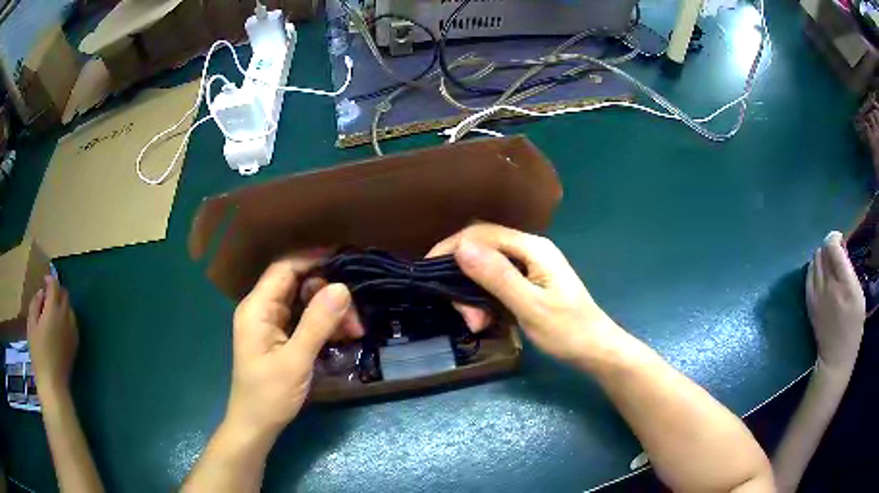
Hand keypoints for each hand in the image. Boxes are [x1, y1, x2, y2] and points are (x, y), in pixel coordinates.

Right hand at [27, 276, 78, 390]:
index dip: (50, 280)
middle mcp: (66, 317)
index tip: (44, 280)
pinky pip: (72, 323)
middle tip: (47, 297)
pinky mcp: (76, 343)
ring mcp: (73, 331)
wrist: (53, 383)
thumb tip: (41, 293)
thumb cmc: (38, 353)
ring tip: (51, 312)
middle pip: (65, 295)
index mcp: (54, 310)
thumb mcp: (31, 325)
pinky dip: (66, 318)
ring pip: (70, 309)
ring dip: (62, 305)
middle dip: (57, 291)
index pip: (55, 286)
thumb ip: (35, 304)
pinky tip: (58, 326)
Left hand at [225, 253, 352, 438]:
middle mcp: (262, 309)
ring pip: (305, 301)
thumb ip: (317, 323)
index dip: (313, 258)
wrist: (256, 425)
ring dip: (330, 311)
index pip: (284, 268)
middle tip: (355, 315)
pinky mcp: (280, 336)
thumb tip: (342, 287)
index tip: (345, 258)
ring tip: (354, 331)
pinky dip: (324, 324)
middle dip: (328, 293)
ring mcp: (271, 323)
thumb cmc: (269, 395)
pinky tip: (343, 336)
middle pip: (298, 283)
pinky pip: (305, 319)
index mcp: (257, 308)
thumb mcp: (295, 361)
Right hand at [428, 223, 622, 363]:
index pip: (482, 233)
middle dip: (465, 280)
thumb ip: (497, 276)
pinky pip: (498, 283)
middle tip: (468, 319)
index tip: (428, 270)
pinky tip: (487, 320)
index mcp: (533, 248)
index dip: (452, 247)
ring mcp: (531, 266)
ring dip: (474, 295)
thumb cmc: (567, 331)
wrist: (596, 349)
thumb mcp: (529, 306)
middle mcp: (530, 250)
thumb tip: (461, 247)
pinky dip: (486, 300)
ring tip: (478, 324)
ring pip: (487, 269)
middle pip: (483, 251)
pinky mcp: (530, 283)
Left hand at [806, 231, 865, 370]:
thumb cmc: (853, 328)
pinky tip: (823, 275)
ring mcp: (815, 295)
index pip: (832, 247)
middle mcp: (827, 286)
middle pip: (821, 251)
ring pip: (814, 261)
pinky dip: (815, 269)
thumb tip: (842, 252)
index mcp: (842, 283)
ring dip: (822, 257)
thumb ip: (850, 271)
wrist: (835, 359)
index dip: (835, 238)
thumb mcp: (859, 296)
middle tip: (837, 253)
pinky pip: (808, 275)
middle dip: (829, 246)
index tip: (841, 240)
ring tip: (830, 264)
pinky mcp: (809, 303)